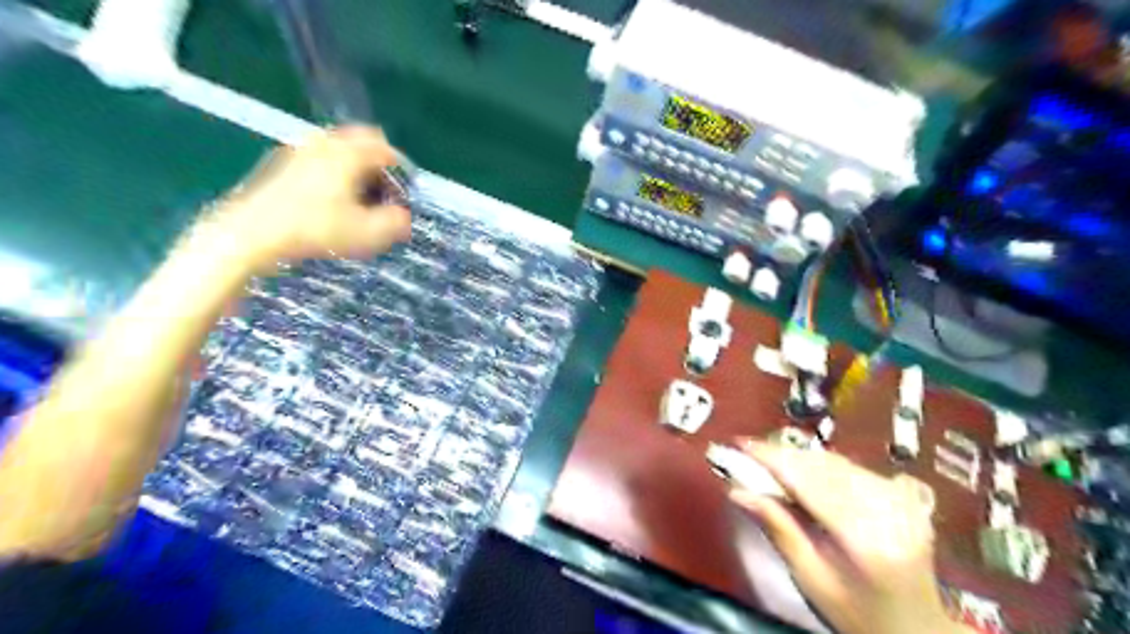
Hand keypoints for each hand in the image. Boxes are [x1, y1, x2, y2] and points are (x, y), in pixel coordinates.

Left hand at [201, 123, 413, 270]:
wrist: (251, 234)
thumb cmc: (316, 231)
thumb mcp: (368, 234)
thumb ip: (396, 223)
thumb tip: (403, 217)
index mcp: (349, 153)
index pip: (387, 151)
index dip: (402, 173)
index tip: (406, 196)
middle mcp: (326, 143)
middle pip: (363, 142)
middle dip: (379, 166)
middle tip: (385, 194)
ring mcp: (300, 150)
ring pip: (340, 150)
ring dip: (356, 169)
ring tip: (360, 200)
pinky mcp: (282, 164)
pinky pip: (320, 159)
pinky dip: (334, 173)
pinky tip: (332, 201)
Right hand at [738, 440, 967, 632]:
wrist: (916, 629)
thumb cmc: (857, 615)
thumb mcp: (810, 579)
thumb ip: (778, 530)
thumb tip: (738, 491)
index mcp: (865, 539)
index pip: (808, 482)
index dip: (772, 458)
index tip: (740, 444)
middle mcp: (888, 510)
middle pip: (822, 465)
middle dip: (782, 455)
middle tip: (749, 453)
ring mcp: (901, 500)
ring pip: (836, 461)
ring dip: (800, 457)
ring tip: (771, 462)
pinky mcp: (904, 495)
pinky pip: (852, 467)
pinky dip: (822, 464)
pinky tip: (804, 472)